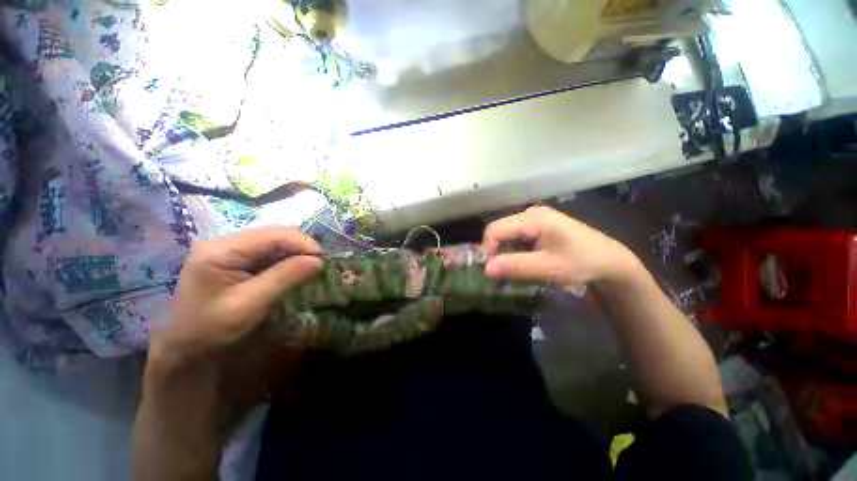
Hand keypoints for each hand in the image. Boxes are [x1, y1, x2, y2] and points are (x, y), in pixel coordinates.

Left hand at [149, 226, 322, 369]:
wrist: (185, 344)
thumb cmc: (212, 329)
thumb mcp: (250, 305)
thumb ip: (284, 278)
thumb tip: (318, 261)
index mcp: (219, 251)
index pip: (272, 235)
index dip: (302, 243)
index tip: (322, 259)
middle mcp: (223, 241)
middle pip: (273, 233)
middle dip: (300, 246)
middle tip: (318, 264)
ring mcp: (227, 247)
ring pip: (273, 239)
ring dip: (294, 251)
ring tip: (308, 266)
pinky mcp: (233, 255)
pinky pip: (267, 249)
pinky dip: (285, 257)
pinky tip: (291, 269)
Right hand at [482, 206, 639, 285]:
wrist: (611, 263)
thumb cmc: (582, 263)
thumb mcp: (547, 267)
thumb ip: (515, 266)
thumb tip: (485, 269)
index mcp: (533, 218)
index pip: (495, 229)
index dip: (487, 249)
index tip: (490, 270)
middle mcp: (531, 213)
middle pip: (500, 229)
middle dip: (495, 250)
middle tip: (498, 272)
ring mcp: (536, 218)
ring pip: (507, 233)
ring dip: (503, 251)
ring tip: (508, 268)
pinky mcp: (540, 226)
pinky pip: (517, 236)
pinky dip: (513, 249)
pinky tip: (520, 261)